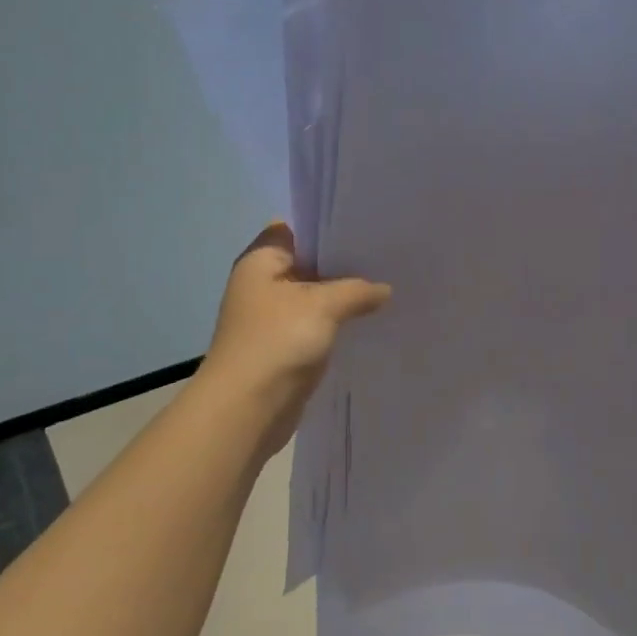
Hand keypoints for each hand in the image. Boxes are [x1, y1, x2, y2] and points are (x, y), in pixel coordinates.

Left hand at [202, 223, 390, 452]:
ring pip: (317, 296)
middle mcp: (264, 284)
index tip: (366, 227)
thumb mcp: (324, 305)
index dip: (328, 227)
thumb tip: (384, 289)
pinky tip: (371, 320)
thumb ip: (357, 290)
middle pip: (310, 263)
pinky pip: (318, 324)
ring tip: (389, 286)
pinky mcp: (286, 346)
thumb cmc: (278, 342)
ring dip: (345, 296)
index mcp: (261, 261)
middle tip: (388, 257)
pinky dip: (339, 323)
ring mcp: (274, 317)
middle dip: (345, 263)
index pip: (296, 229)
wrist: (247, 409)